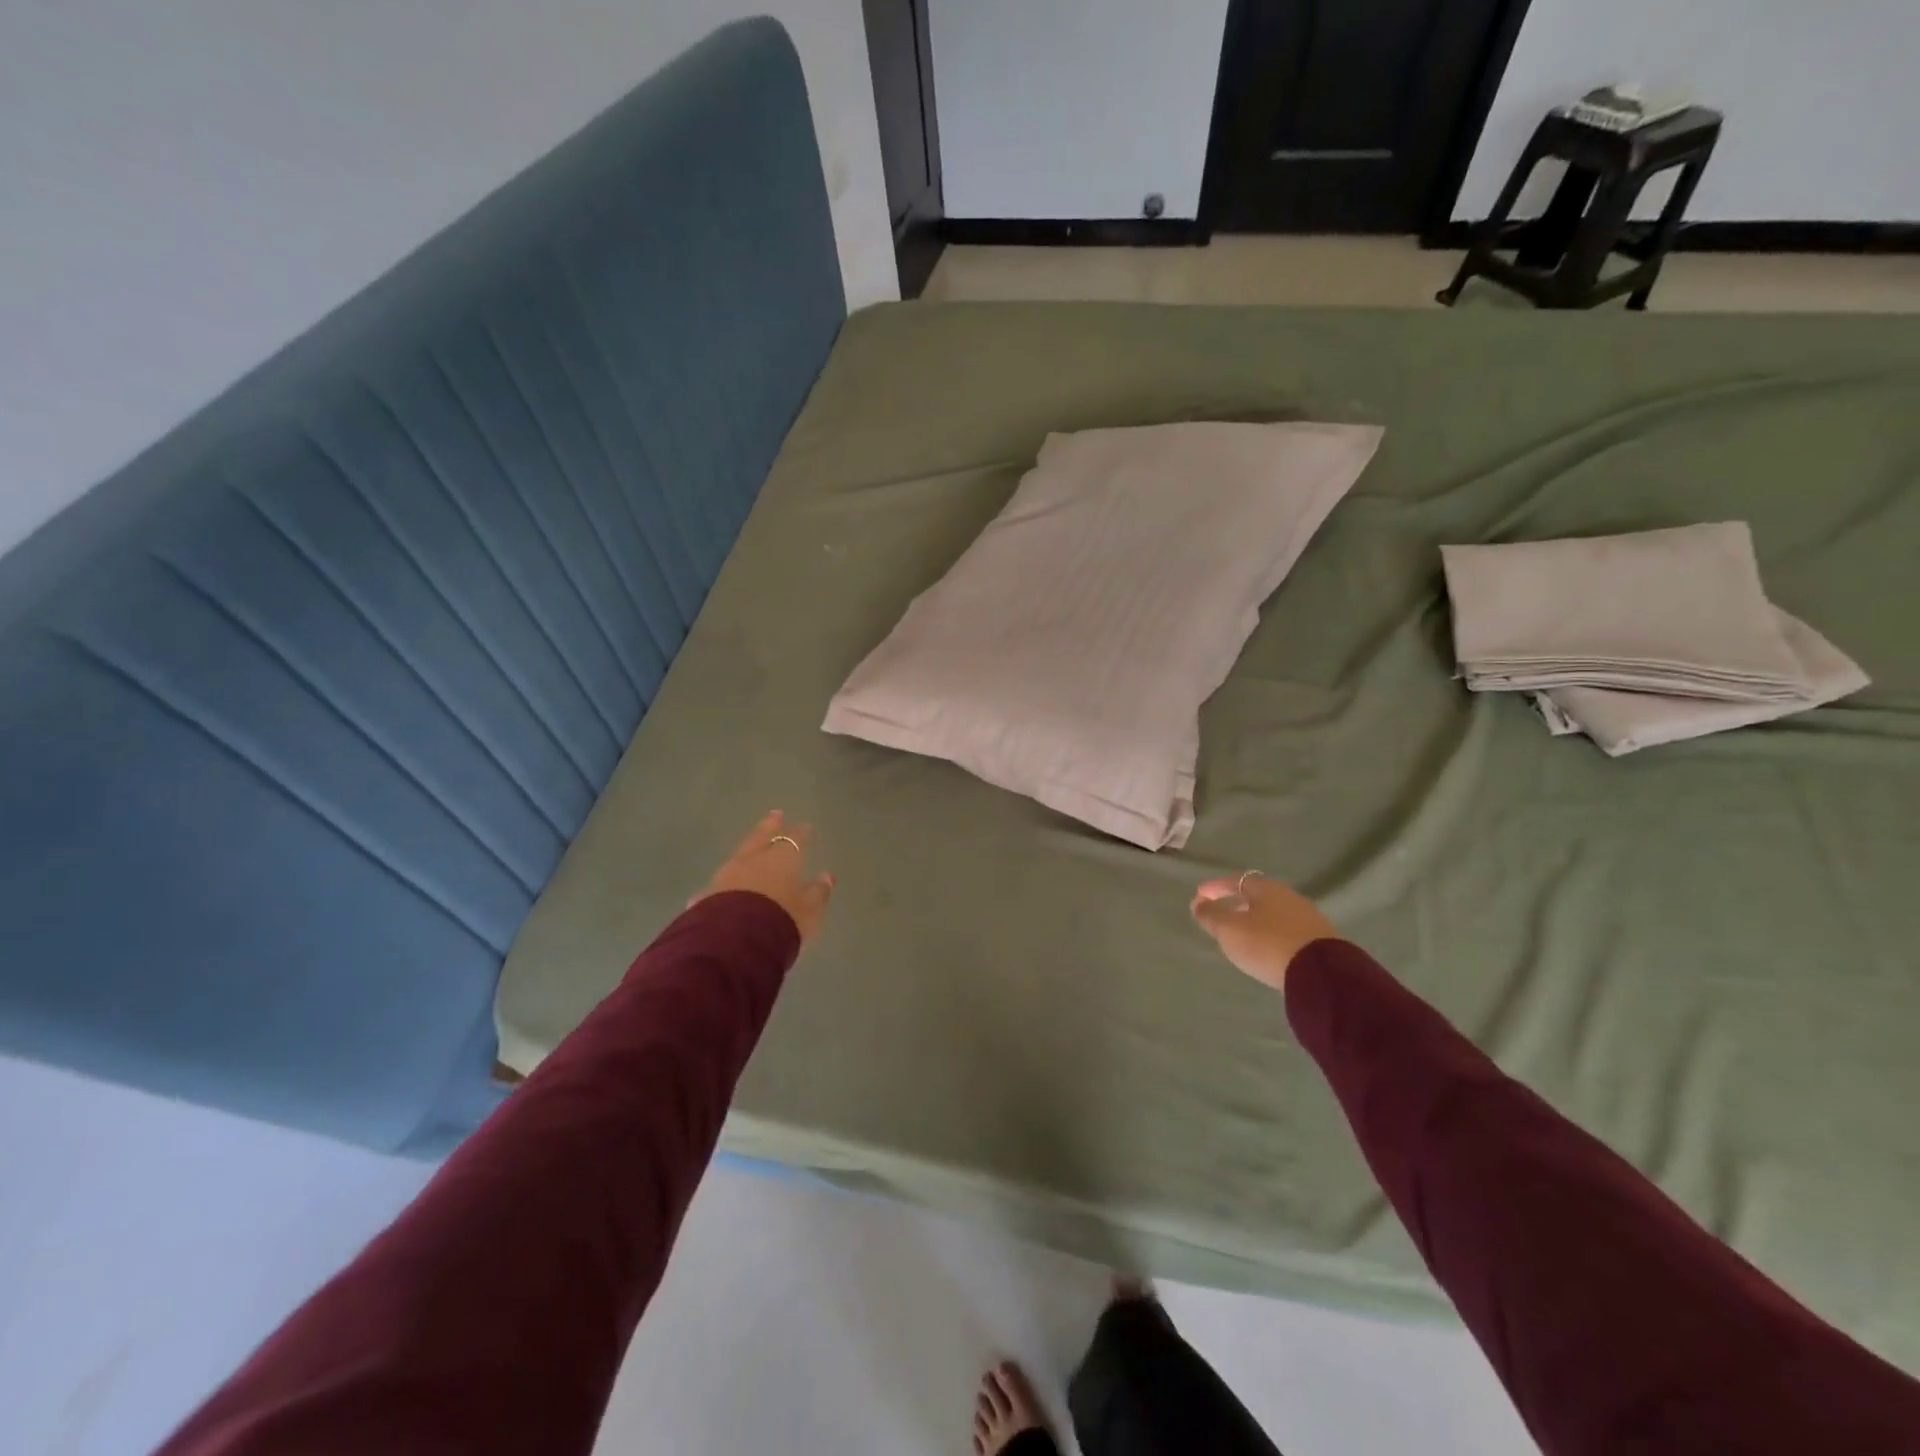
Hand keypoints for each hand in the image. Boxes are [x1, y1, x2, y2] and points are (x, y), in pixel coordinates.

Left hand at [693, 811, 834, 944]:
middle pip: (761, 838)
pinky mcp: (705, 895)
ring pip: (739, 856)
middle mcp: (752, 861)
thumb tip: (827, 876)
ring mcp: (726, 876)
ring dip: (747, 850)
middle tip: (775, 814)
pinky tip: (722, 887)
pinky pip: (719, 883)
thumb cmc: (780, 923)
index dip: (801, 833)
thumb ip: (818, 893)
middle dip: (770, 826)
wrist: (732, 944)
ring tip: (750, 848)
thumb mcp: (809, 912)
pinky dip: (726, 881)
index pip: (795, 840)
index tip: (805, 826)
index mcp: (781, 860)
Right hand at [1190, 872, 1338, 992]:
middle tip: (1219, 913)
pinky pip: (1285, 929)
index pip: (1234, 881)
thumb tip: (1198, 904)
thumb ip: (1211, 916)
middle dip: (1235, 902)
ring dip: (1253, 918)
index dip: (1214, 888)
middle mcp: (1288, 897)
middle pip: (1255, 895)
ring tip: (1240, 932)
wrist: (1322, 974)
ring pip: (1272, 912)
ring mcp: (1307, 917)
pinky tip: (1265, 946)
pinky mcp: (1319, 940)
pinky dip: (1269, 932)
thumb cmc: (1267, 944)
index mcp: (1266, 889)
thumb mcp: (1230, 930)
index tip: (1198, 896)